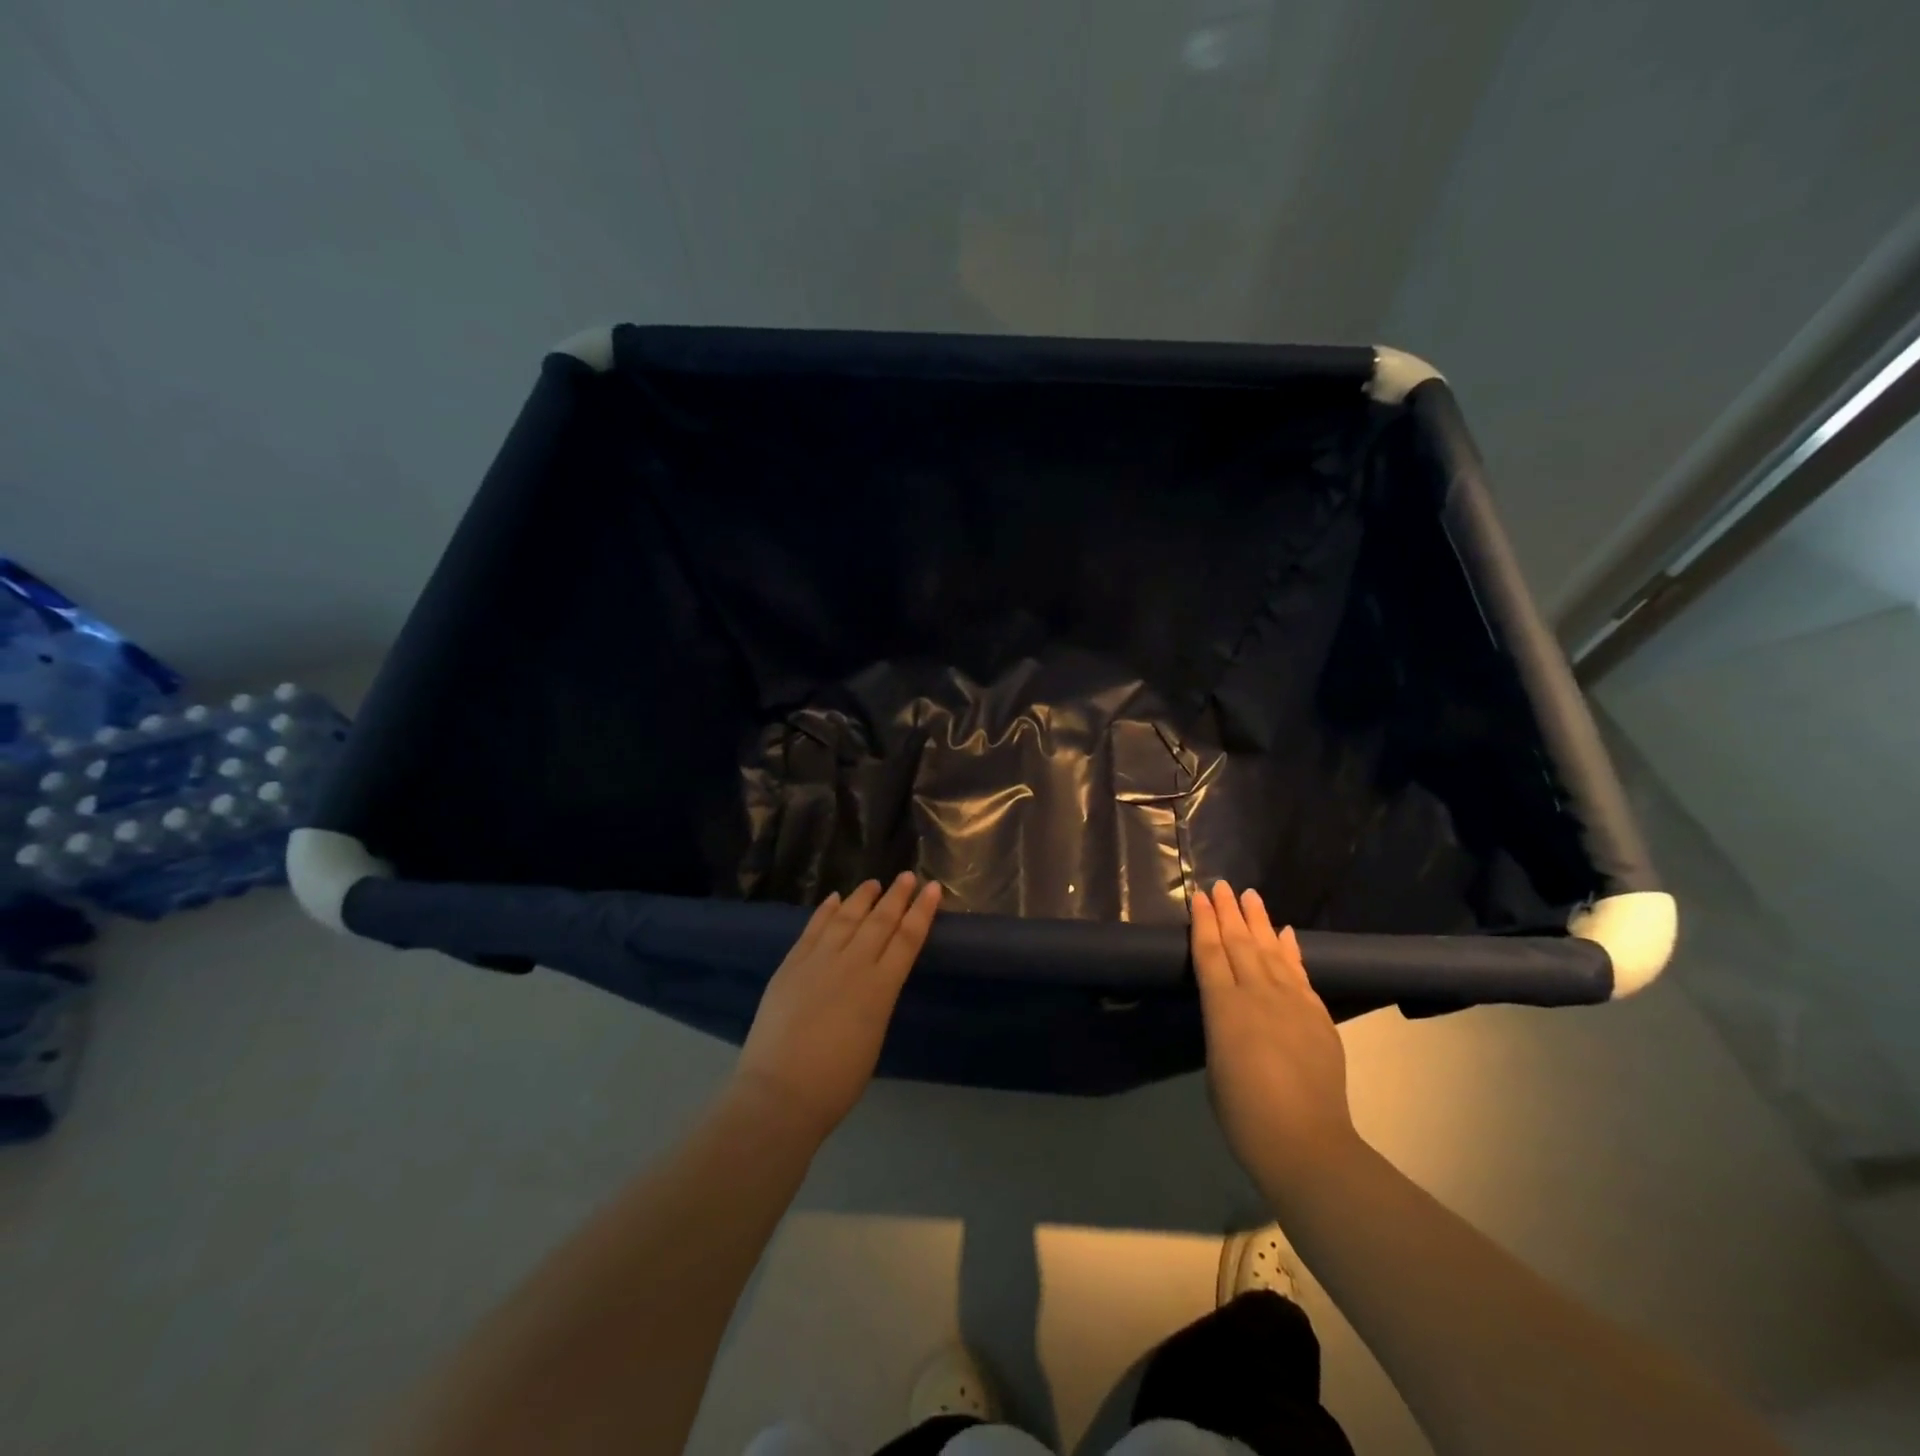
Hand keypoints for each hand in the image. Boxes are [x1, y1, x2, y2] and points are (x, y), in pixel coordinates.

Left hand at [732, 873, 941, 1140]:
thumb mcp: (872, 1038)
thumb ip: (875, 1003)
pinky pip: (813, 929)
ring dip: (861, 898)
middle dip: (896, 897)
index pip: (907, 939)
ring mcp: (819, 961)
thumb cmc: (836, 1082)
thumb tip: (872, 983)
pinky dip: (825, 911)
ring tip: (873, 883)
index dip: (922, 912)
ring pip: (846, 918)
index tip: (933, 889)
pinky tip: (834, 899)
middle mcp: (853, 965)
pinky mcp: (791, 965)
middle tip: (907, 876)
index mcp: (881, 988)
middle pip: (880, 921)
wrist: (780, 1093)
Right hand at [1192, 881, 1359, 1203]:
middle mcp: (1258, 995)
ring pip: (1271, 951)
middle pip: (1240, 943)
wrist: (1306, 1143)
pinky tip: (1286, 933)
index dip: (1203, 923)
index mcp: (1224, 1008)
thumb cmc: (1244, 1113)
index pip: (1210, 953)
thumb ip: (1222, 1027)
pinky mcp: (1317, 1016)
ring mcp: (1293, 1003)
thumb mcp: (1215, 1064)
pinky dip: (1291, 950)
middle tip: (1222, 885)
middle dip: (1229, 912)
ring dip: (1260, 921)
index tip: (1199, 896)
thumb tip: (1232, 1011)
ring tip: (1251, 896)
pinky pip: (1300, 973)